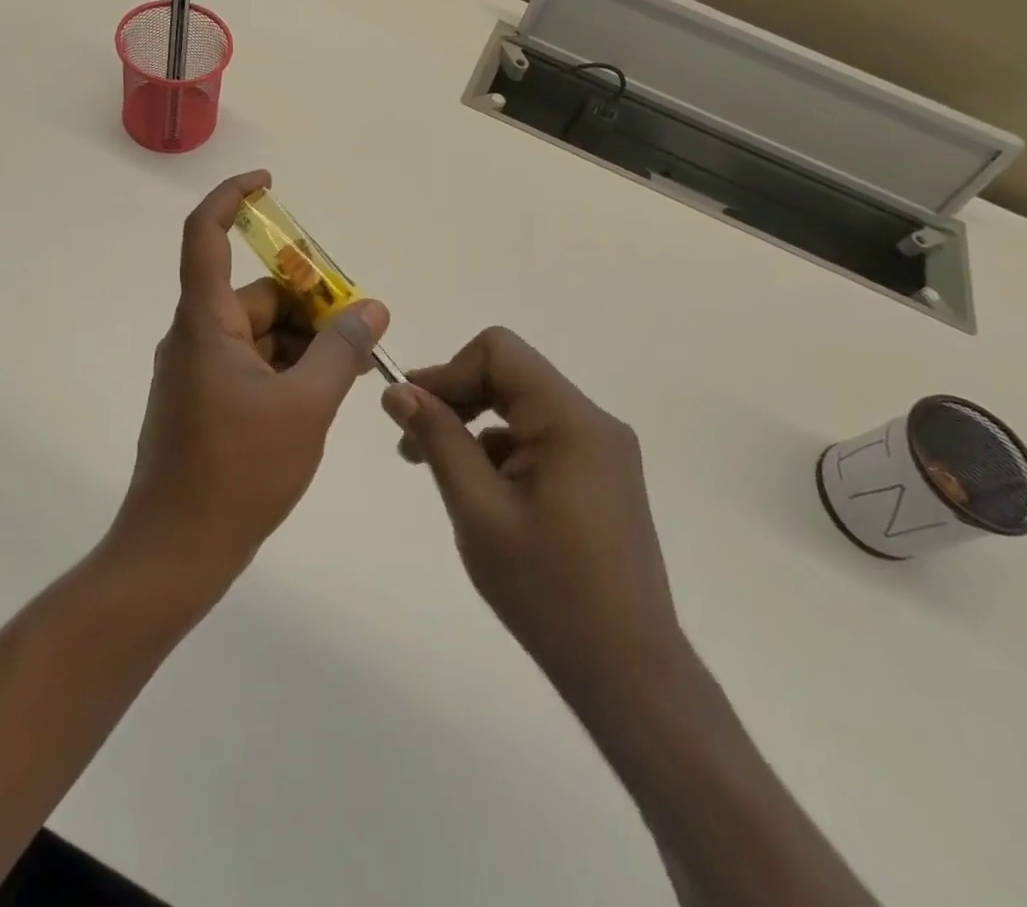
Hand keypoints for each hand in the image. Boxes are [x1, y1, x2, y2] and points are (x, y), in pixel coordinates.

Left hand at [110, 170, 389, 594]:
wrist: (176, 552)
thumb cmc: (238, 473)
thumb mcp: (305, 407)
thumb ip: (341, 351)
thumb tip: (372, 307)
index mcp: (205, 323)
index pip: (205, 234)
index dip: (233, 198)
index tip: (270, 184)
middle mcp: (194, 336)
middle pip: (254, 293)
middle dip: (307, 304)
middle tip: (357, 332)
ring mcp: (196, 371)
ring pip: (257, 333)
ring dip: (301, 342)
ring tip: (346, 375)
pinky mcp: (202, 401)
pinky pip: (249, 363)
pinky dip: (284, 369)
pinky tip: (316, 400)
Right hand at [382, 328, 684, 689]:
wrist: (628, 674)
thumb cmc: (548, 591)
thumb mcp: (478, 510)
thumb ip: (438, 440)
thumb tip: (398, 391)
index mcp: (571, 420)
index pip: (498, 352)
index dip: (447, 372)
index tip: (410, 412)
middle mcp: (593, 422)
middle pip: (510, 374)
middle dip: (456, 398)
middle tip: (412, 443)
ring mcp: (602, 450)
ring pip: (521, 406)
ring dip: (475, 425)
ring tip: (438, 472)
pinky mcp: (601, 476)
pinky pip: (540, 437)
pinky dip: (501, 450)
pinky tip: (481, 494)